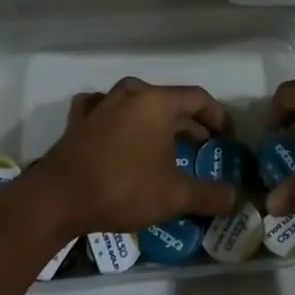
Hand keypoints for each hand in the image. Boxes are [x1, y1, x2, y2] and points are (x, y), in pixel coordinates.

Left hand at [31, 77, 241, 236]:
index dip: (217, 115)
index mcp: (157, 103)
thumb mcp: (174, 195)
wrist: (58, 199)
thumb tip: (236, 197)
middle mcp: (130, 95)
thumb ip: (209, 194)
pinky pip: (103, 109)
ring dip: (155, 119)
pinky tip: (116, 127)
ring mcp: (101, 105)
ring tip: (165, 140)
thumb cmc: (123, 188)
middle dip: (189, 122)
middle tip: (203, 145)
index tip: (227, 135)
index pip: (198, 98)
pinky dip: (115, 116)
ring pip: (137, 103)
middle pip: (169, 100)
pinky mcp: (78, 122)